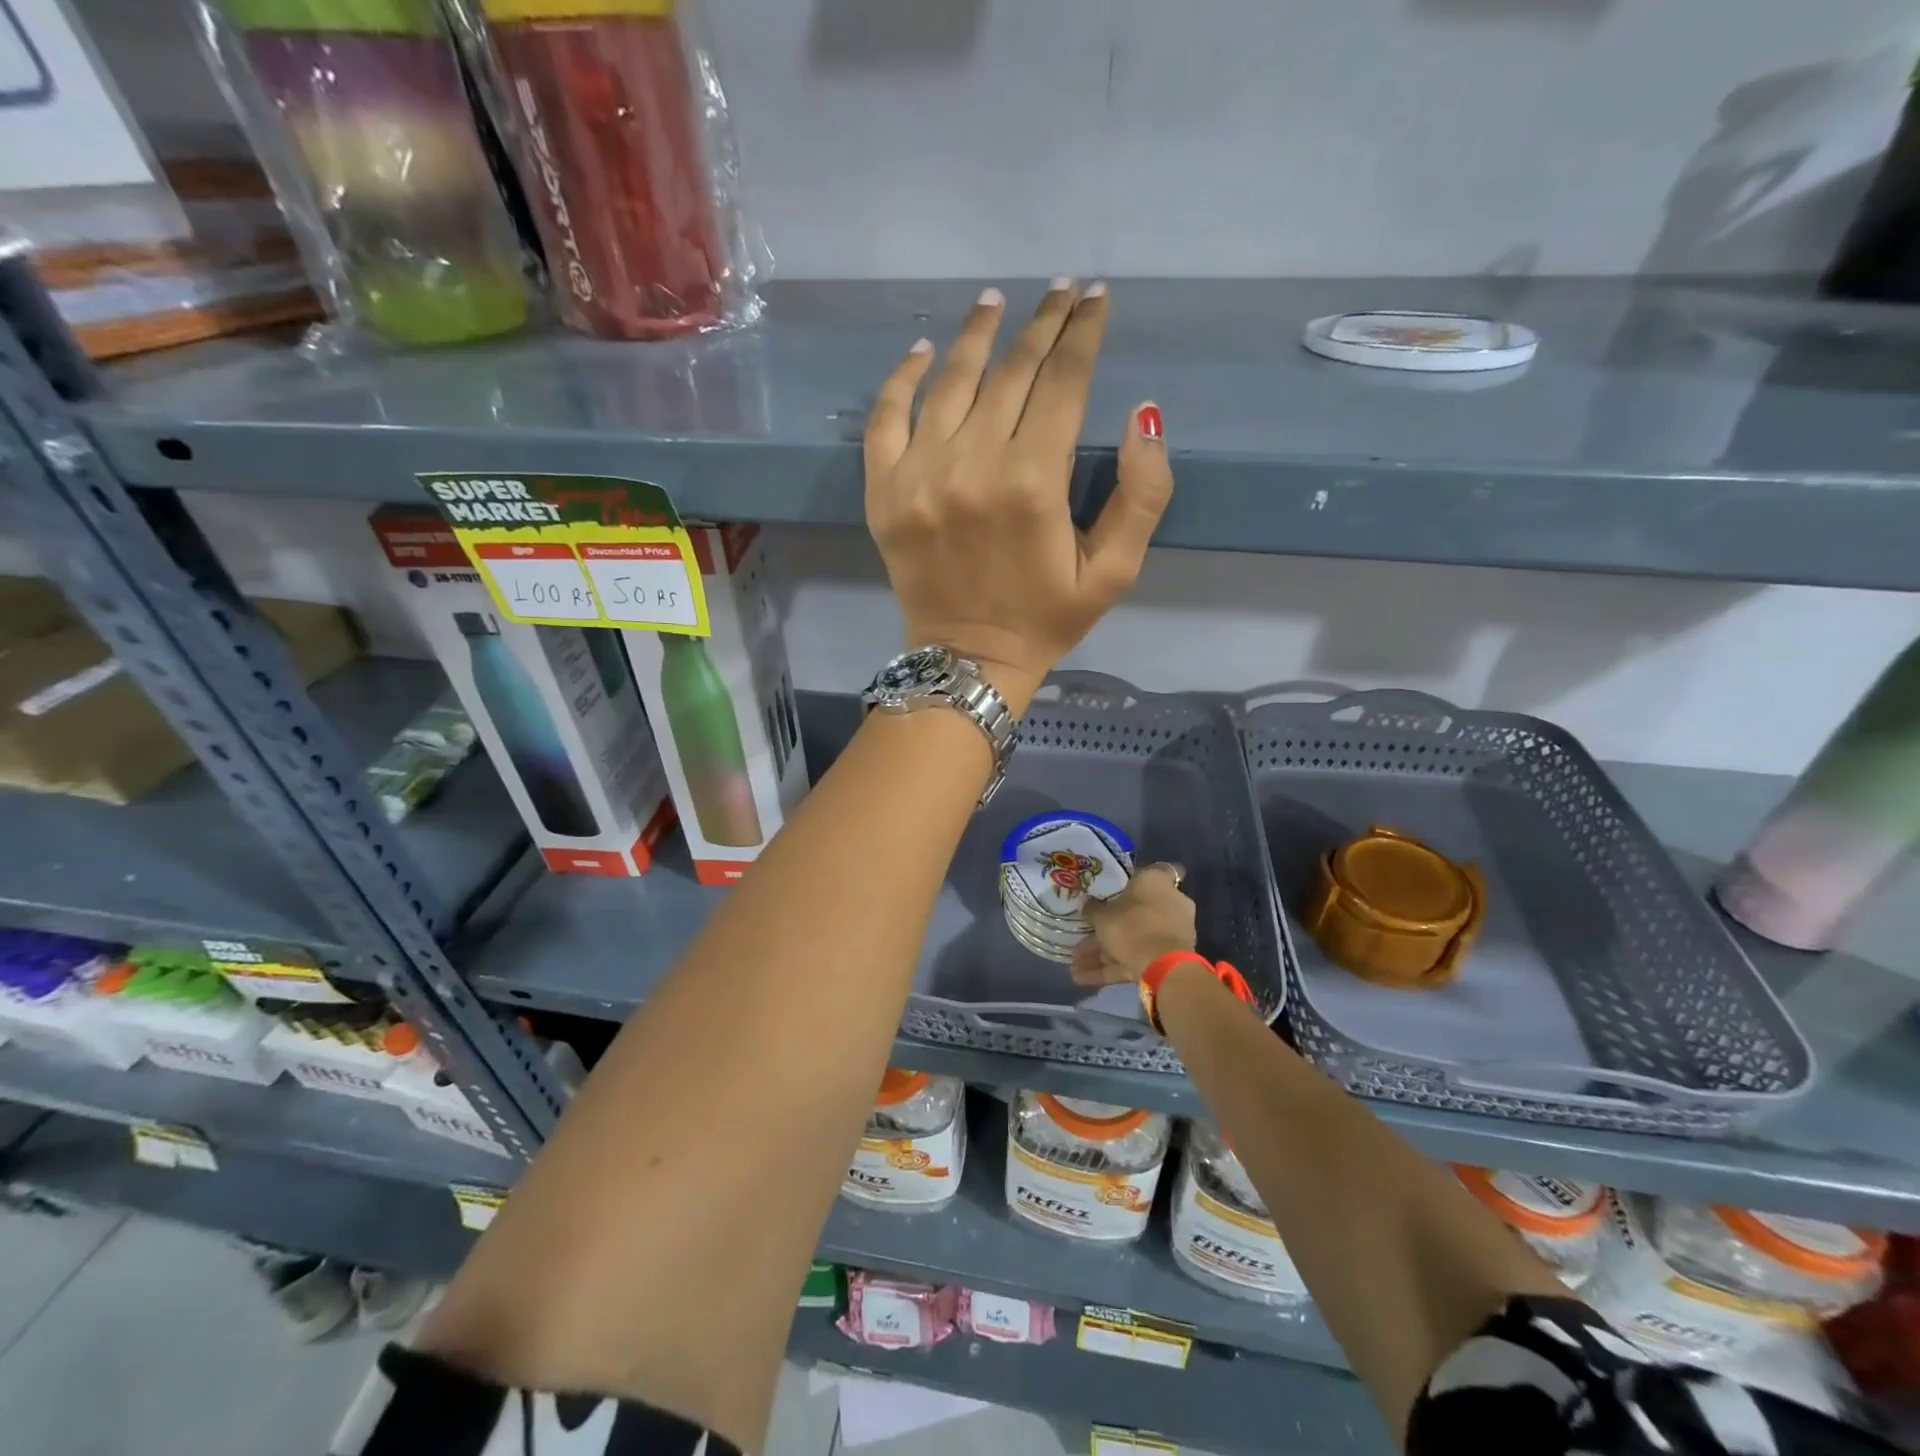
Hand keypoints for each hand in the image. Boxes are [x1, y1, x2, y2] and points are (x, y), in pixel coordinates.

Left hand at [864, 282, 1173, 713]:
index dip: (1083, 333)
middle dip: (1042, 324)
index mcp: (1032, 483)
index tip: (1096, 298)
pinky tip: (925, 350)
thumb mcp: (1114, 572)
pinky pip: (886, 417)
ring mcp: (918, 476)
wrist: (967, 662)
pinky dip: (904, 377)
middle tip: (1060, 291)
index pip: (1062, 382)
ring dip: (978, 334)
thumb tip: (1144, 414)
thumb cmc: (1045, 619)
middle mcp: (972, 466)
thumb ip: (1142, 495)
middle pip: (1011, 372)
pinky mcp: (884, 492)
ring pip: (951, 381)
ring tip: (996, 301)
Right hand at [1071, 863, 1196, 986]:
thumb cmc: (1132, 925)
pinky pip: (1137, 957)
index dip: (1142, 876)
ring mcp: (1172, 932)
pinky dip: (1113, 967)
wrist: (1162, 967)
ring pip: (1134, 937)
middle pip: (1137, 910)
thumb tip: (1088, 904)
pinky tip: (1083, 979)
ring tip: (1075, 965)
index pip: (1158, 870)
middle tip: (1085, 934)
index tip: (1125, 882)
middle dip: (1110, 926)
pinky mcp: (1169, 957)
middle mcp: (1170, 903)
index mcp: (1157, 882)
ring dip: (1105, 952)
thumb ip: (1093, 909)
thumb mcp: (1102, 916)